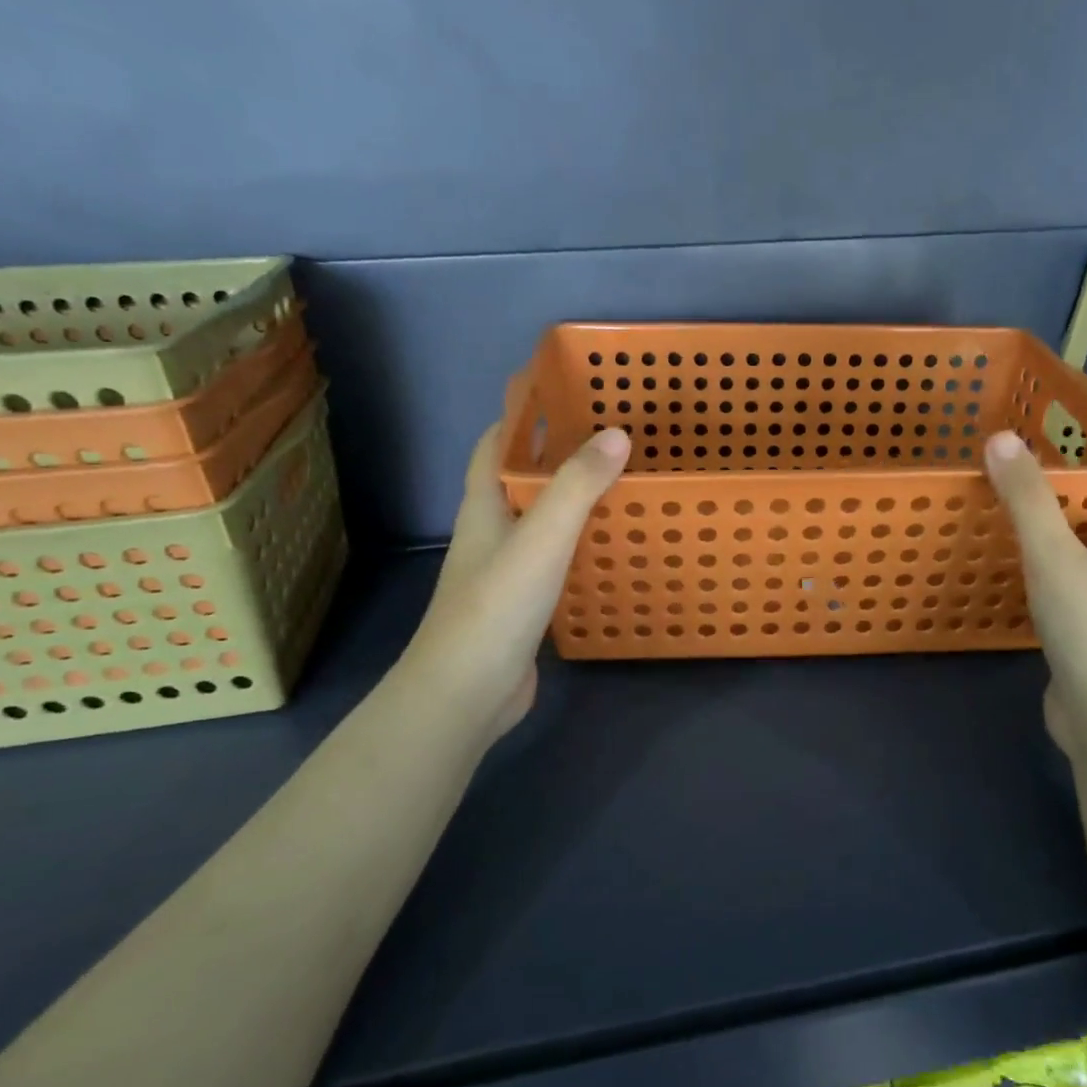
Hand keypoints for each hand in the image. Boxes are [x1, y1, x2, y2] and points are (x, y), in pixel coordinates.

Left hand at [405, 423, 629, 746]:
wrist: (465, 694)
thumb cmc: (496, 608)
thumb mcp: (541, 539)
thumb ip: (578, 487)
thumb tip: (616, 433)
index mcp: (485, 507)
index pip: (495, 446)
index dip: (520, 414)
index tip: (560, 392)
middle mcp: (492, 533)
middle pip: (521, 480)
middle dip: (556, 453)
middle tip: (609, 435)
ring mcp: (506, 572)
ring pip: (540, 521)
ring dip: (571, 500)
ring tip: (620, 482)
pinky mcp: (525, 605)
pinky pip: (556, 560)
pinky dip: (580, 545)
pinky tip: (611, 547)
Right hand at [983, 431, 1086, 752]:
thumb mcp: (1056, 555)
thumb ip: (1027, 500)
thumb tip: (1001, 439)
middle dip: (1075, 494)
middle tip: (1024, 468)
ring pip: (1080, 558)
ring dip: (1051, 536)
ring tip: (1005, 511)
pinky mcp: (1078, 641)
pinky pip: (1056, 594)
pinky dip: (1034, 577)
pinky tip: (1002, 574)